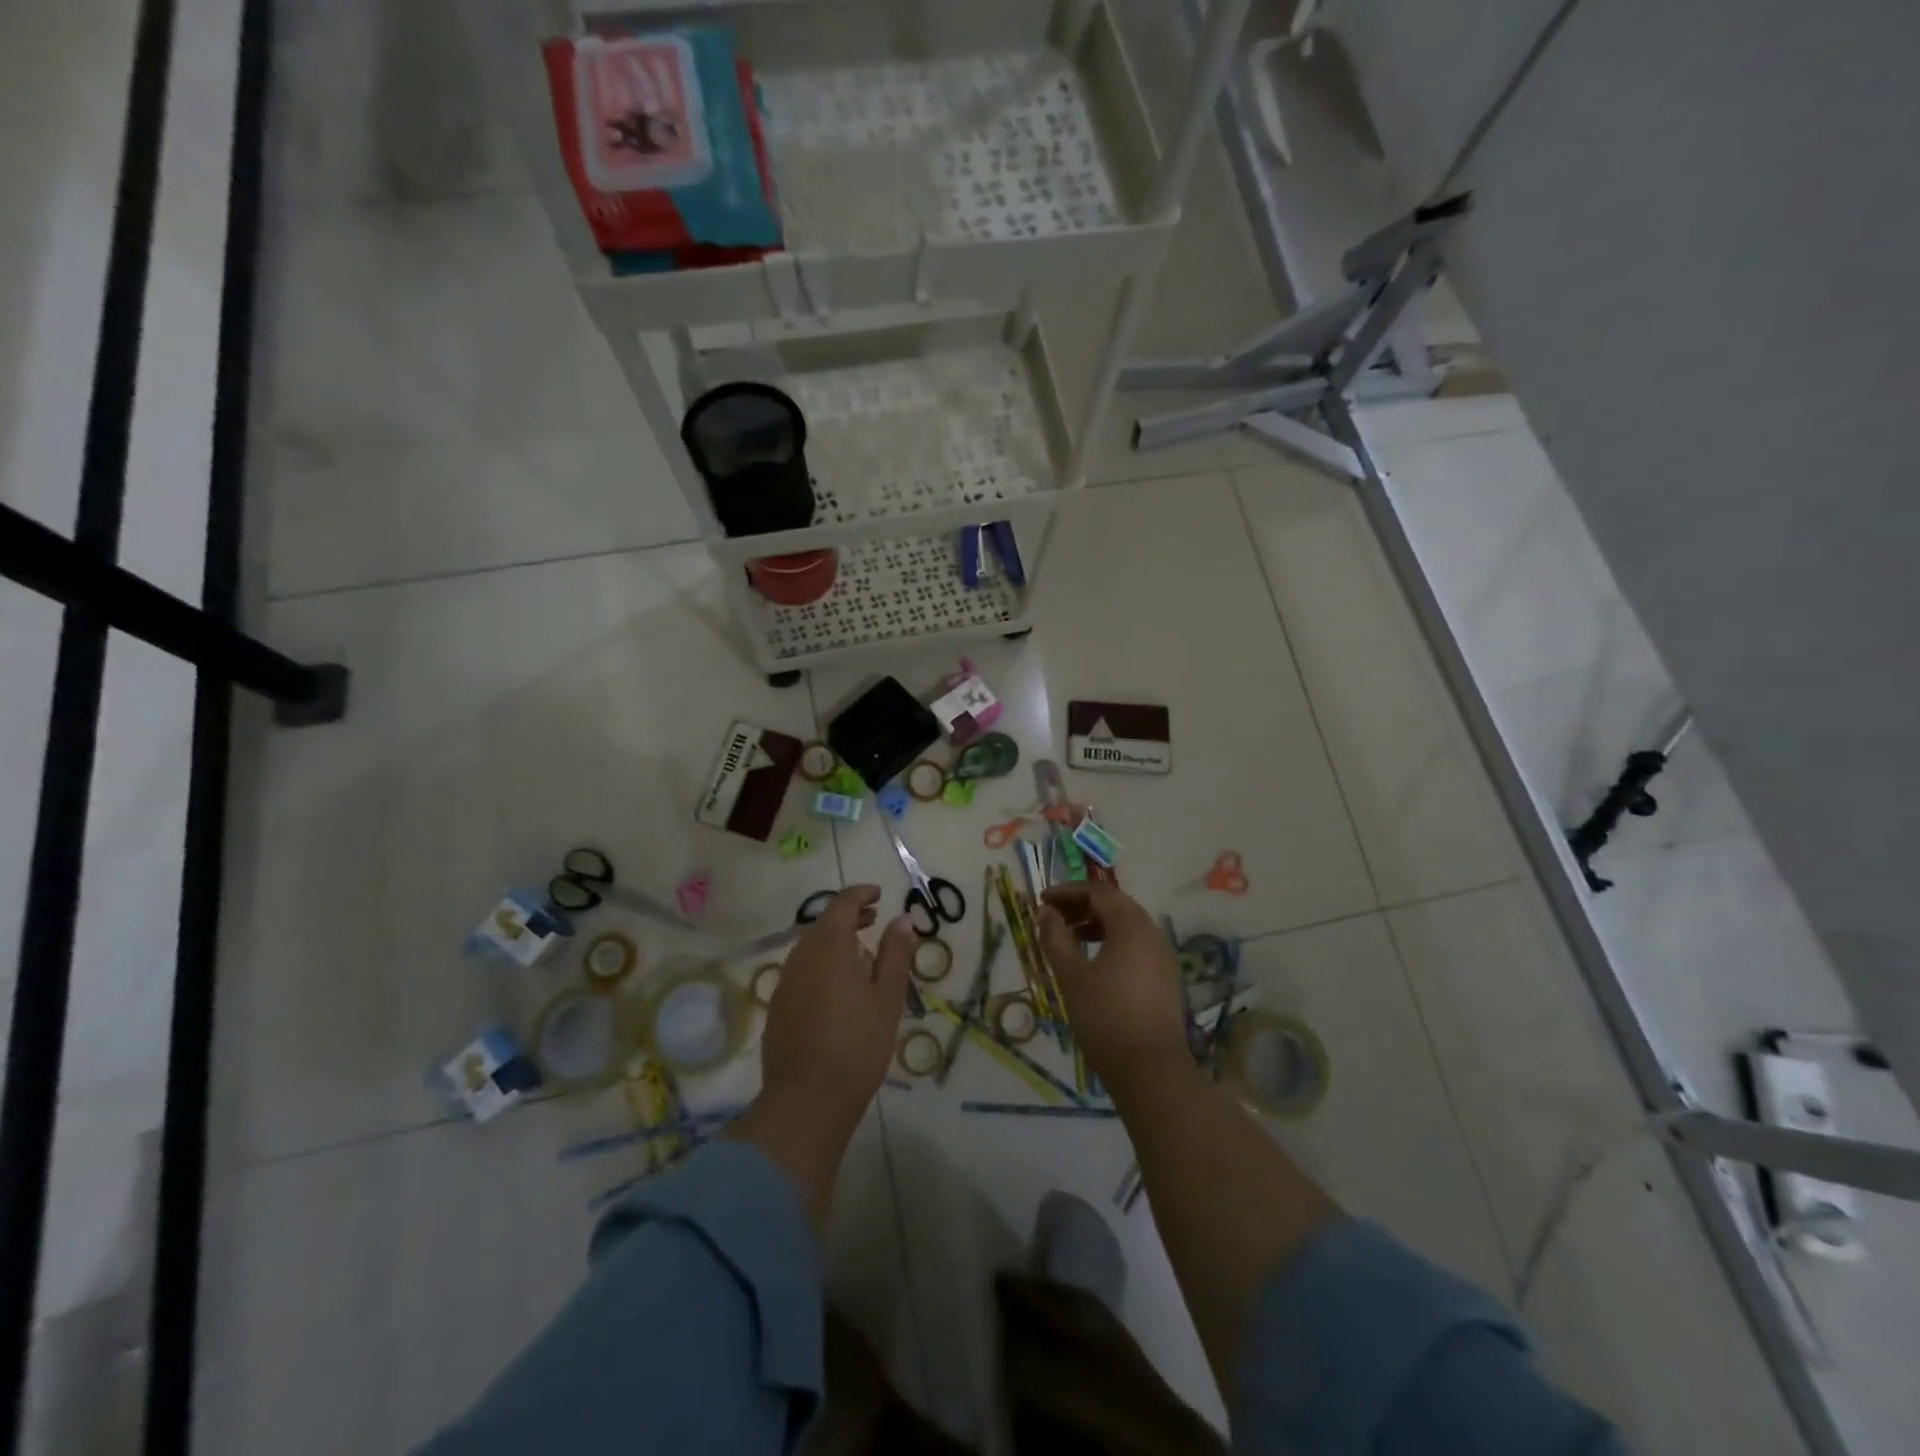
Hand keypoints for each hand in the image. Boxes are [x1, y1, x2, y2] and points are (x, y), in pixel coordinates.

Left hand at [758, 886, 915, 1137]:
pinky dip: (821, 964)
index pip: (842, 903)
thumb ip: (895, 953)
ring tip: (860, 955)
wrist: (806, 1099)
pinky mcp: (777, 1006)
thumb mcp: (887, 997)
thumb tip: (902, 918)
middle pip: (823, 924)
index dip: (861, 894)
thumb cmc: (857, 1043)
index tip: (879, 894)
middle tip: (873, 920)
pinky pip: (801, 971)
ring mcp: (785, 981)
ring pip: (810, 948)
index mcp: (830, 946)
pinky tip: (837, 989)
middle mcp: (802, 956)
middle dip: (849, 917)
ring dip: (834, 941)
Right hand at [1036, 882, 1190, 1094]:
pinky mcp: (1165, 978)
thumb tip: (1045, 912)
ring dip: (1096, 925)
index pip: (1098, 891)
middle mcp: (1152, 933)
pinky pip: (1136, 946)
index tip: (1042, 901)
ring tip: (1068, 940)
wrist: (1150, 1070)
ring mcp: (1163, 956)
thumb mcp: (1072, 976)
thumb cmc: (1105, 1017)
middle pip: (1115, 905)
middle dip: (1081, 906)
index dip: (1067, 891)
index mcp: (1131, 925)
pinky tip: (1093, 964)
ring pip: (1127, 926)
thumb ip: (1055, 938)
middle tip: (1053, 918)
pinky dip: (1112, 943)